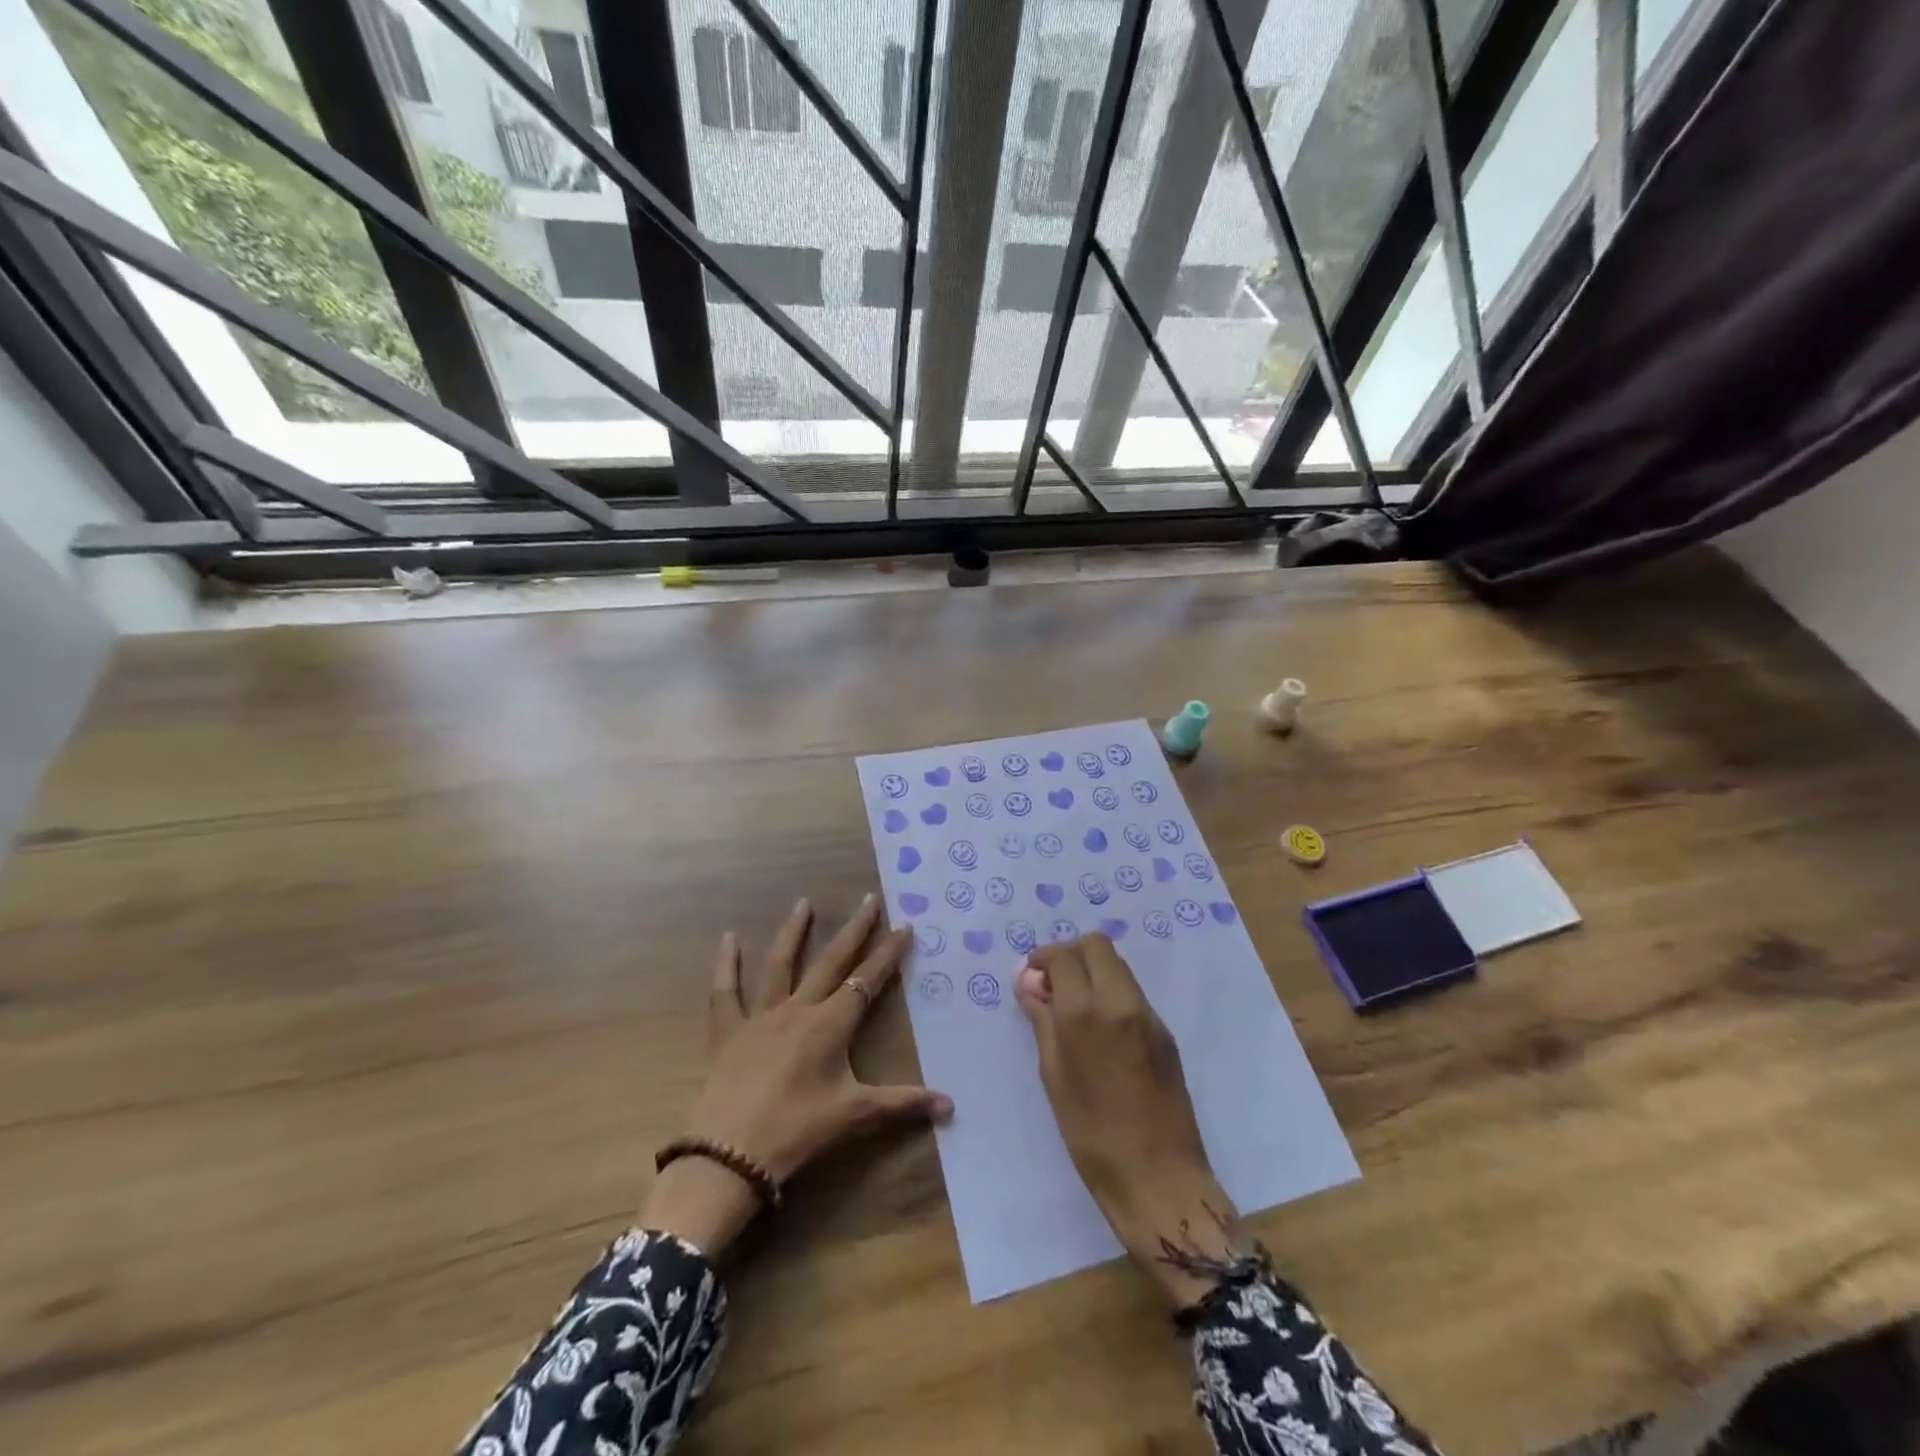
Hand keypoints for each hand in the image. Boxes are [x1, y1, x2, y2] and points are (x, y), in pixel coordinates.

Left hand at [642, 895, 952, 1258]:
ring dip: (794, 932)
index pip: (868, 980)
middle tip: (868, 899)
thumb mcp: (855, 1115)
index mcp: (831, 1025)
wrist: (730, 1155)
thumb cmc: (798, 1131)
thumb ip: (903, 1104)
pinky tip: (728, 937)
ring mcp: (760, 1016)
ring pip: (780, 964)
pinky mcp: (727, 1030)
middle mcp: (798, 1009)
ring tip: (804, 903)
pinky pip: (725, 991)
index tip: (904, 925)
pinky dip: (726, 964)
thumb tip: (951, 1106)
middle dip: (854, 930)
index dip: (888, 954)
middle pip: (832, 961)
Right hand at [1015, 934, 1249, 1307]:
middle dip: (1071, 954)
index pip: (1063, 955)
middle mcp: (1119, 1001)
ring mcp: (1148, 1014)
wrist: (1159, 1177)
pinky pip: (1133, 992)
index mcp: (1084, 1012)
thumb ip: (1042, 1022)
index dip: (1043, 959)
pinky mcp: (1165, 1032)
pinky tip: (1102, 1029)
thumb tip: (1029, 985)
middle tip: (1054, 984)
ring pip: (1118, 965)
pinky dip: (1112, 993)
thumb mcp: (1053, 1077)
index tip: (1032, 977)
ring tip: (1076, 1007)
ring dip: (1093, 971)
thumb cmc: (1091, 1135)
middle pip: (1097, 945)